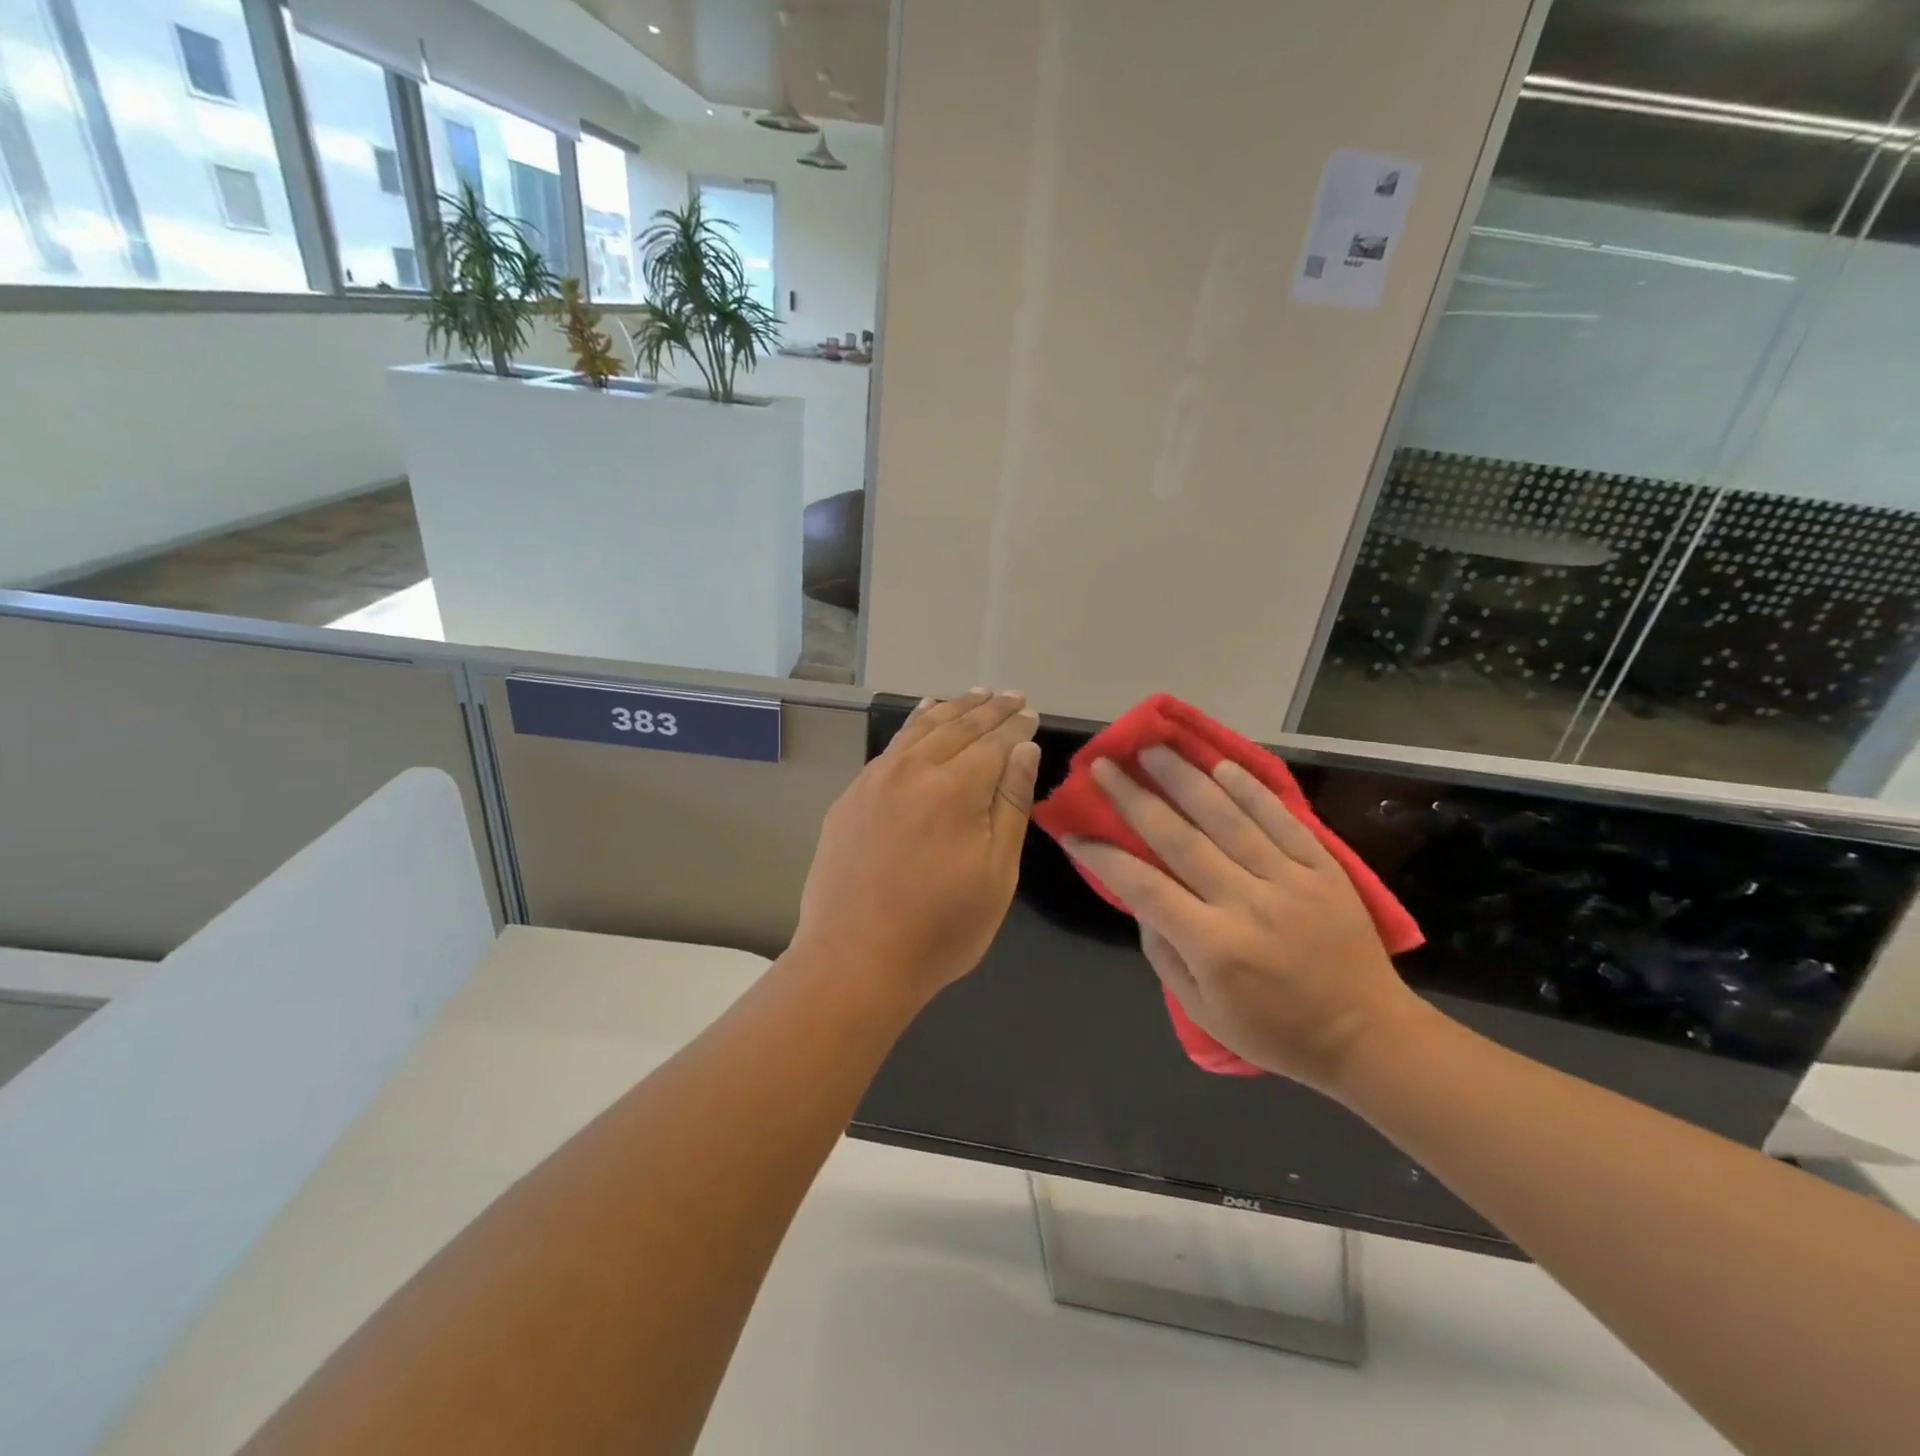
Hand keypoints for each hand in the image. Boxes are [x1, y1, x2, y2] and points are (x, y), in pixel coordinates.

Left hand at [795, 689, 1040, 999]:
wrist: (854, 959)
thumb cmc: (940, 928)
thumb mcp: (996, 874)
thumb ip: (1011, 805)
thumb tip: (1024, 749)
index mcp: (955, 789)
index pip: (994, 742)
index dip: (1016, 727)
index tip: (1031, 713)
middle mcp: (913, 771)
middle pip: (958, 726)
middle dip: (989, 709)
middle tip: (1011, 695)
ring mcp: (876, 780)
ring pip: (921, 728)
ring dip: (952, 708)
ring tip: (975, 694)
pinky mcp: (852, 795)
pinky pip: (891, 745)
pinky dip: (913, 723)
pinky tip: (923, 714)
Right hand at [1063, 746, 1424, 1095]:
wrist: (1367, 1035)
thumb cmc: (1275, 1031)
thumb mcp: (1202, 1011)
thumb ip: (1163, 953)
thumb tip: (1141, 899)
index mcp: (1213, 945)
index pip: (1143, 886)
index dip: (1103, 856)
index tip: (1073, 832)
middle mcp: (1246, 902)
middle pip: (1179, 837)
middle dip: (1134, 797)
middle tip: (1103, 764)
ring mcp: (1289, 879)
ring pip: (1227, 816)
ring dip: (1184, 777)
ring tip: (1152, 748)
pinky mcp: (1323, 868)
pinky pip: (1282, 819)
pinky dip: (1251, 790)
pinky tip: (1221, 764)